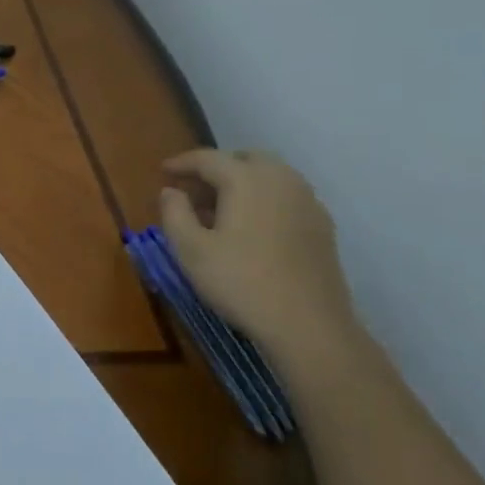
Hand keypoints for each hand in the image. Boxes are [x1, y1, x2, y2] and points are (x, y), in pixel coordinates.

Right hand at [157, 149, 360, 364]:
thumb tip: (171, 191)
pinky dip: (265, 199)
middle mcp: (281, 180)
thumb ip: (174, 213)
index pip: (208, 158)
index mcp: (246, 179)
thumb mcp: (190, 249)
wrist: (309, 326)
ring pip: (270, 176)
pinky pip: (287, 197)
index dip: (182, 163)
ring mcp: (307, 202)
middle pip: (245, 159)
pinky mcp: (322, 226)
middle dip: (217, 167)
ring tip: (221, 209)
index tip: (162, 172)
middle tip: (194, 189)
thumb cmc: (241, 282)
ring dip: (243, 182)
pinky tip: (252, 227)